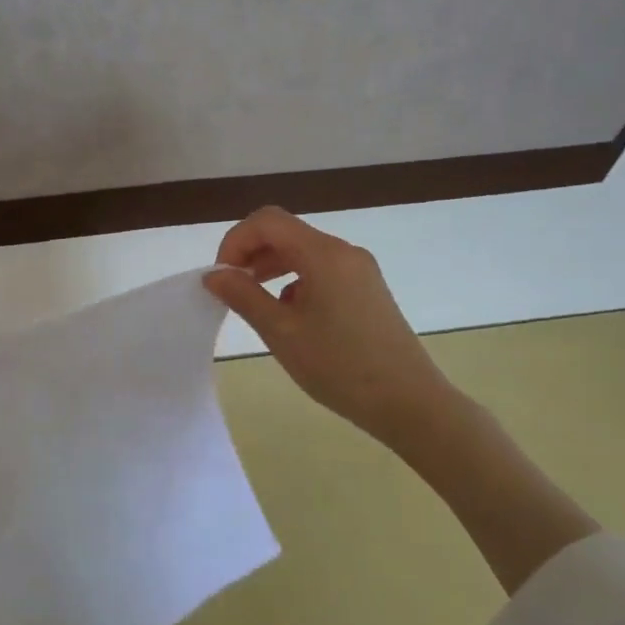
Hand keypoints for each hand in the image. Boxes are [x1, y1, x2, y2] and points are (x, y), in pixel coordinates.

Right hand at [204, 207, 454, 450]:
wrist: (410, 403)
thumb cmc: (340, 367)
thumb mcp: (281, 332)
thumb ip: (243, 296)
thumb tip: (214, 274)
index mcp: (323, 254)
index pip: (267, 221)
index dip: (236, 241)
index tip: (221, 276)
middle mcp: (344, 252)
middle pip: (286, 232)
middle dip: (251, 254)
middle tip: (230, 289)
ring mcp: (360, 270)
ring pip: (304, 252)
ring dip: (272, 267)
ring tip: (254, 302)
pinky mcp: (368, 290)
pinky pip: (322, 271)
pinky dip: (296, 282)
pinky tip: (290, 317)